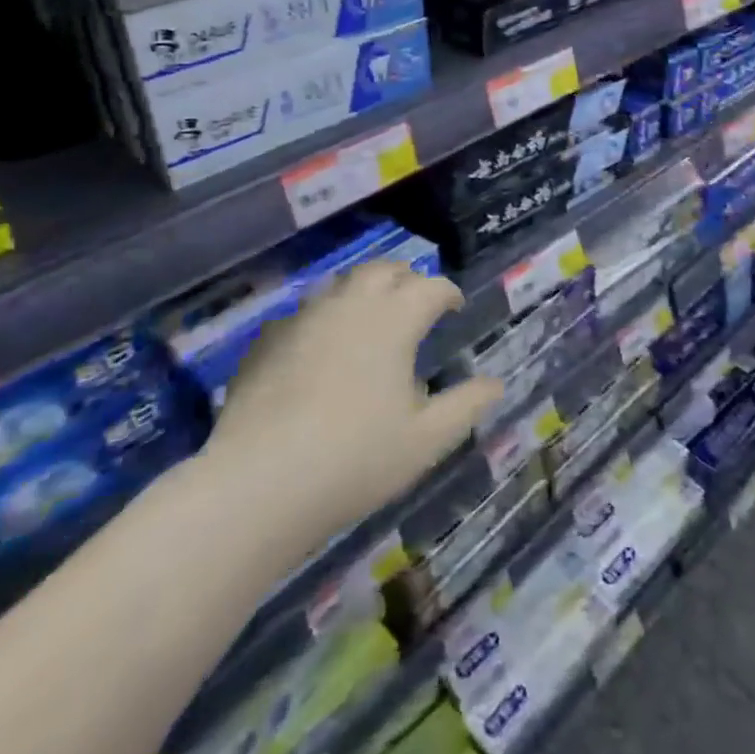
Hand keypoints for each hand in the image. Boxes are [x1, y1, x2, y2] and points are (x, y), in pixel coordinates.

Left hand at [202, 262, 501, 536]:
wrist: (258, 484)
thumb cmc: (356, 459)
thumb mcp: (427, 439)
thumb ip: (466, 405)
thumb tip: (496, 384)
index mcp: (394, 319)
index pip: (431, 287)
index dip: (448, 293)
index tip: (454, 308)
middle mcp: (350, 305)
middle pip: (383, 270)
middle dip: (405, 278)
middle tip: (415, 301)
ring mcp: (304, 318)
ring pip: (340, 283)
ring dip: (362, 290)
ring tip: (370, 316)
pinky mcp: (267, 341)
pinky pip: (302, 313)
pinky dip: (321, 318)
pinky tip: (318, 347)